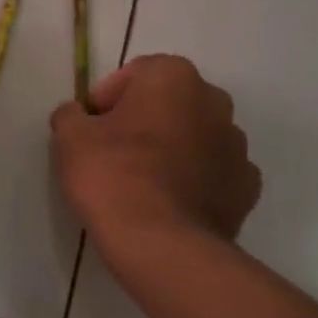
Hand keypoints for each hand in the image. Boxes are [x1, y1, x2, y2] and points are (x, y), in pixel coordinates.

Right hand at [51, 54, 259, 248]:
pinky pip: (213, 174)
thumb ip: (71, 115)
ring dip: (173, 150)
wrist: (161, 243)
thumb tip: (76, 115)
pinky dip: (195, 182)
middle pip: (170, 103)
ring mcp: (237, 146)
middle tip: (114, 153)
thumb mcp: (70, 139)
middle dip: (145, 121)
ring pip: (196, 138)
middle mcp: (215, 101)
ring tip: (143, 183)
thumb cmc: (113, 176)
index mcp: (174, 78)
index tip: (90, 128)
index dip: (107, 99)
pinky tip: (170, 204)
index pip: (135, 74)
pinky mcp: (247, 187)